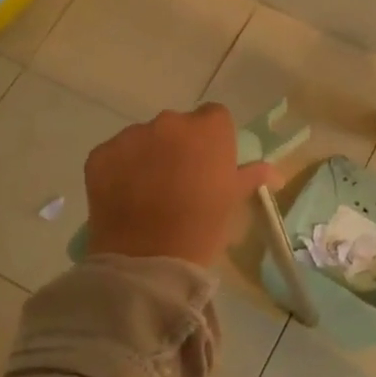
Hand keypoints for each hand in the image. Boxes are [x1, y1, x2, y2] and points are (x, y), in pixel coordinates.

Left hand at [84, 105, 278, 267]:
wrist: (148, 259)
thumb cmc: (202, 226)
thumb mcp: (234, 200)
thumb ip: (253, 176)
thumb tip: (275, 173)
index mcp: (208, 128)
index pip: (214, 117)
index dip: (212, 140)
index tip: (210, 165)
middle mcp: (170, 122)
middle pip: (177, 126)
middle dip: (178, 146)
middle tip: (179, 181)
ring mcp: (131, 136)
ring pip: (144, 139)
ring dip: (148, 156)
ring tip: (148, 192)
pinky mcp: (100, 155)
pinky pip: (115, 155)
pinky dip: (120, 169)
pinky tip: (124, 197)